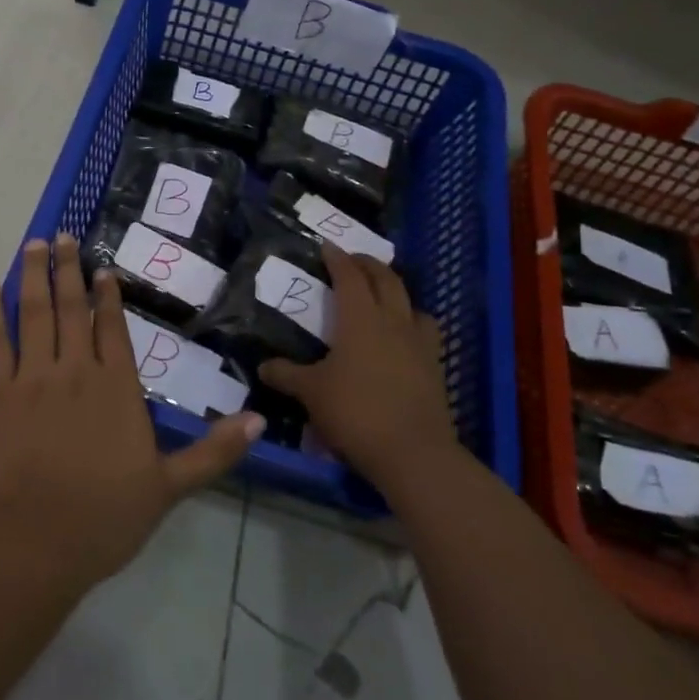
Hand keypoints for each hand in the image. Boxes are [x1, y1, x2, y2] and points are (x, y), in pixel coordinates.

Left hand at [0, 234, 263, 592]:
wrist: (33, 545)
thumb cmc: (103, 519)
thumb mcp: (169, 488)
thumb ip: (212, 452)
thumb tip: (257, 420)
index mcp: (117, 389)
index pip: (113, 329)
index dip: (108, 296)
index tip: (103, 268)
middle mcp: (75, 372)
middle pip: (72, 309)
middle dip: (68, 270)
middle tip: (62, 236)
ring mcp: (33, 379)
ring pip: (35, 314)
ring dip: (34, 277)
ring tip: (34, 245)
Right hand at [259, 243, 456, 488]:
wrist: (413, 453)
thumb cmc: (355, 412)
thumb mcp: (311, 393)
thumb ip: (286, 375)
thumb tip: (263, 366)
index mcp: (361, 319)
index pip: (349, 277)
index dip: (338, 258)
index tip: (327, 246)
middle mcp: (393, 322)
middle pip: (386, 280)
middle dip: (369, 265)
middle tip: (353, 261)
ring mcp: (419, 345)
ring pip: (412, 304)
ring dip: (397, 293)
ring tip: (383, 298)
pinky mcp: (435, 369)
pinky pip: (426, 333)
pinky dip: (412, 324)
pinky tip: (402, 339)